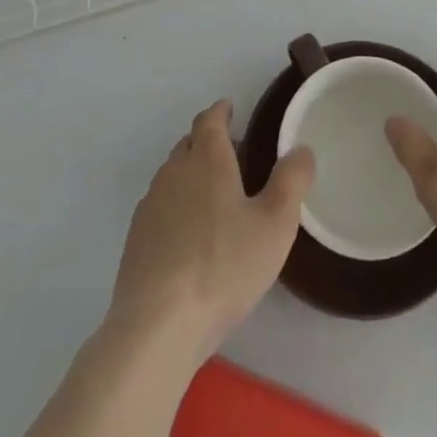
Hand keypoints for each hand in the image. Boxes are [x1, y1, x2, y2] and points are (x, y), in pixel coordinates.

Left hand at [108, 99, 314, 360]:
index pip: (210, 119)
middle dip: (208, 141)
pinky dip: (175, 207)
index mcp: (207, 158)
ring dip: (190, 175)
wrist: (156, 326)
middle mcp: (174, 171)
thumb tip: (302, 149)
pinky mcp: (135, 240)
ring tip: (213, 197)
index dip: (221, 111)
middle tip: (232, 155)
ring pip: (172, 174)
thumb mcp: (274, 225)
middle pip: (189, 143)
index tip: (231, 110)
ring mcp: (150, 205)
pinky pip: (159, 207)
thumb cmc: (223, 267)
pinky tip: (188, 237)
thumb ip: (292, 182)